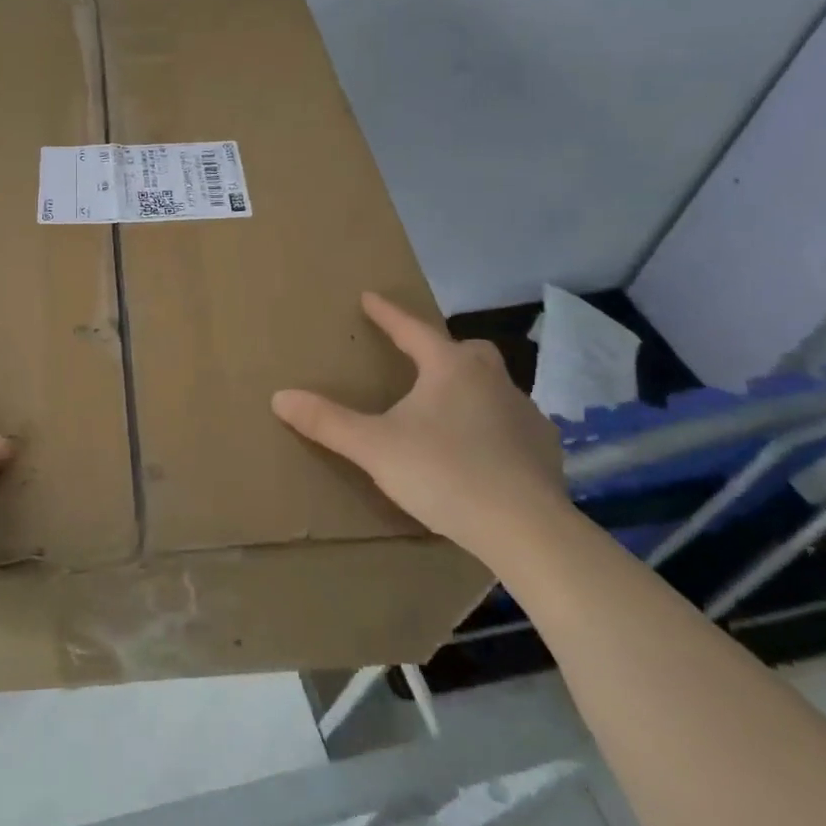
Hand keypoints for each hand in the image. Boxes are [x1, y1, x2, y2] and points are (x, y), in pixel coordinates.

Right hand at [271, 292, 567, 559]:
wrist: (526, 529)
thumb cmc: (444, 474)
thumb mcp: (374, 448)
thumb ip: (328, 422)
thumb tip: (280, 397)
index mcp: (450, 368)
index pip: (412, 329)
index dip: (387, 314)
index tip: (369, 297)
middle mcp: (492, 380)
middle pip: (465, 350)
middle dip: (440, 349)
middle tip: (419, 360)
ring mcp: (525, 413)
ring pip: (493, 386)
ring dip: (469, 388)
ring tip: (447, 411)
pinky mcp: (544, 448)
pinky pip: (512, 423)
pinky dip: (494, 426)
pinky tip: (483, 451)